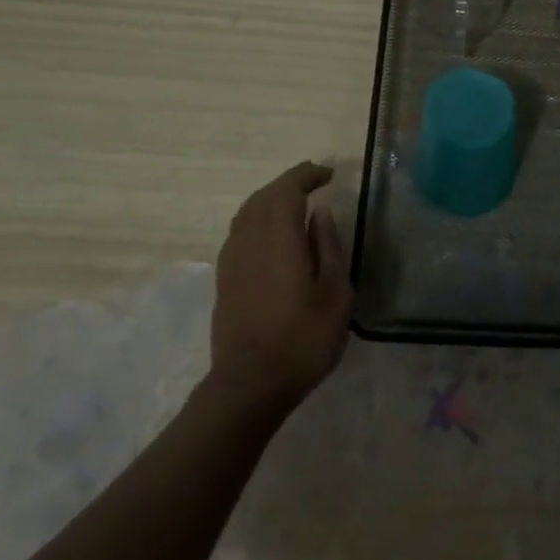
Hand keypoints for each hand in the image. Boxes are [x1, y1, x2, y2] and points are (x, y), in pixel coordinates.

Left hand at [211, 162, 351, 406]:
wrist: (250, 385)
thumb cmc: (303, 338)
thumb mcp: (335, 292)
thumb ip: (328, 246)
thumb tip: (320, 212)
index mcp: (278, 236)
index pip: (288, 188)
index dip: (308, 175)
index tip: (329, 175)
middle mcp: (249, 239)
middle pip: (264, 196)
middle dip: (289, 183)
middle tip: (316, 183)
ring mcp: (231, 259)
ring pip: (248, 212)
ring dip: (272, 200)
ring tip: (296, 204)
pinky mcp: (225, 278)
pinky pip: (240, 231)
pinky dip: (258, 219)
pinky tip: (273, 235)